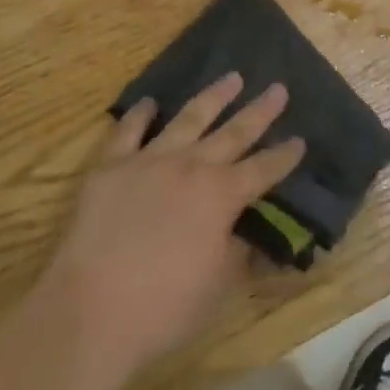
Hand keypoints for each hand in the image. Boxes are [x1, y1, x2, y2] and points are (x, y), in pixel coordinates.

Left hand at [42, 73, 304, 379]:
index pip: (263, 170)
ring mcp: (149, 160)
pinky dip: (141, 114)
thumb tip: (249, 234)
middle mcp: (191, 167)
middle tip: (278, 88)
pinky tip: (150, 102)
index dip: (283, 156)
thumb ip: (237, 252)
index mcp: (222, 196)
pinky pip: (128, 131)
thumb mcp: (217, 287)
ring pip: (189, 118)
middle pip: (234, 133)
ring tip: (232, 77)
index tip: (299, 140)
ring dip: (213, 97)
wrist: (90, 312)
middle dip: (259, 111)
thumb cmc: (163, 308)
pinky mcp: (111, 166)